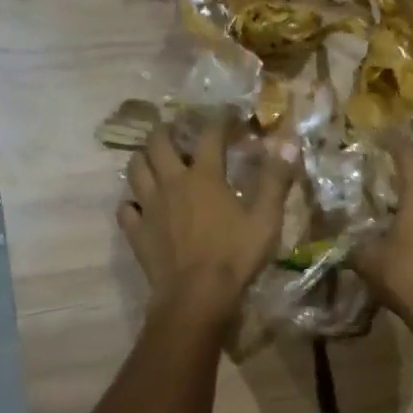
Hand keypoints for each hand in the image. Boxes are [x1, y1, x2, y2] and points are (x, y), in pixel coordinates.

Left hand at [119, 123, 296, 324]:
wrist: (197, 296)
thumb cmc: (235, 257)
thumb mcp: (265, 219)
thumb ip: (275, 180)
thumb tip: (287, 142)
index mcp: (204, 177)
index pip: (210, 136)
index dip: (220, 121)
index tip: (229, 116)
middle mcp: (171, 183)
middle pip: (159, 144)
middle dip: (167, 131)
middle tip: (176, 130)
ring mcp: (149, 207)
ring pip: (135, 169)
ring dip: (143, 159)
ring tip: (153, 160)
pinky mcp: (137, 232)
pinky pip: (125, 208)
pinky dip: (131, 202)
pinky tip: (139, 205)